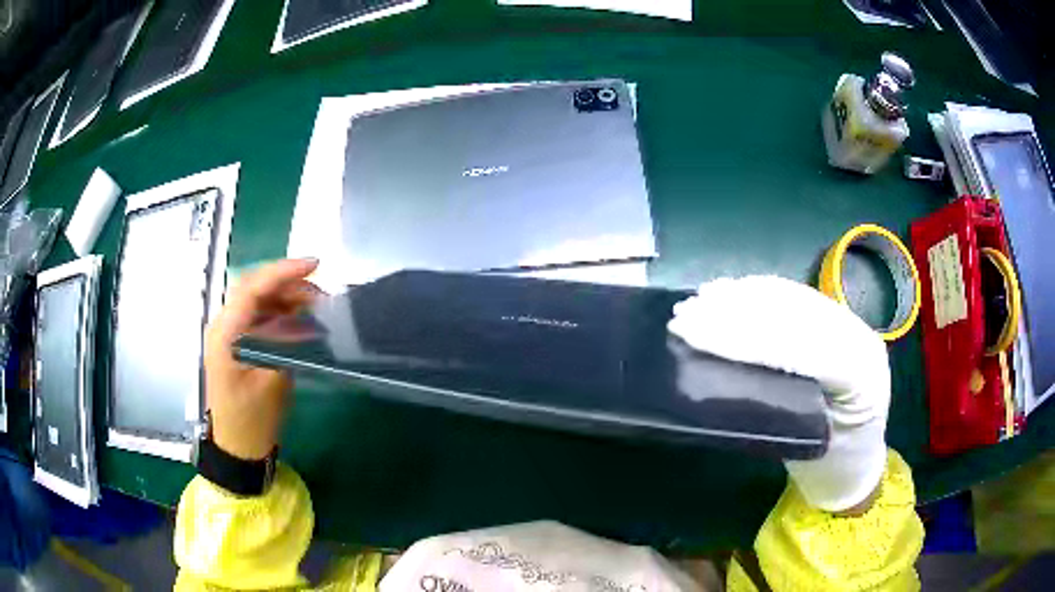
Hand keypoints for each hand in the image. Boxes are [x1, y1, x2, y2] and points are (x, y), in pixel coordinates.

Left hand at [203, 259, 319, 460]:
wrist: (237, 447)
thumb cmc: (251, 420)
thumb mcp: (272, 385)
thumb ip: (287, 346)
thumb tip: (307, 319)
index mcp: (225, 334)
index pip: (251, 288)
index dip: (282, 272)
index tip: (315, 265)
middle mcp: (224, 326)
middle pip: (255, 288)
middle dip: (289, 283)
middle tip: (322, 294)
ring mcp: (230, 334)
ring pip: (259, 300)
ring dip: (288, 297)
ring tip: (318, 306)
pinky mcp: (239, 343)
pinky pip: (261, 316)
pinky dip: (283, 312)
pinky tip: (302, 321)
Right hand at [668, 275, 890, 512]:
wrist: (859, 462)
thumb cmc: (829, 467)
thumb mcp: (804, 450)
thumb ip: (773, 410)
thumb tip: (718, 374)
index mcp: (859, 373)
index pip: (796, 344)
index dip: (742, 336)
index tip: (692, 334)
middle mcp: (858, 335)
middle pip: (791, 313)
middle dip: (734, 312)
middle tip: (683, 315)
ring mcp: (849, 323)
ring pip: (792, 297)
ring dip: (741, 296)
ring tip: (698, 299)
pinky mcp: (836, 319)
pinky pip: (795, 296)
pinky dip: (758, 292)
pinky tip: (730, 292)